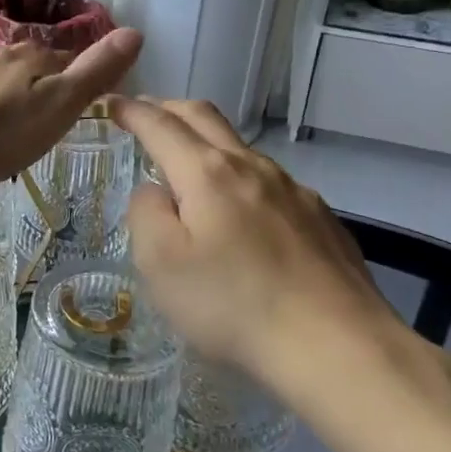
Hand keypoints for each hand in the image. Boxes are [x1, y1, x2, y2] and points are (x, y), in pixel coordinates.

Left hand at [0, 29, 143, 196]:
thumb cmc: (1, 130)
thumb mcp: (59, 104)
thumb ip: (95, 72)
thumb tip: (135, 32)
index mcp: (33, 56)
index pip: (70, 60)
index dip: (82, 82)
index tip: (86, 106)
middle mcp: (0, 55)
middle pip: (33, 69)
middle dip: (44, 90)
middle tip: (51, 124)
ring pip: (2, 82)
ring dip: (12, 101)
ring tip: (16, 132)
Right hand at [110, 96, 406, 416]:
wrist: (339, 347)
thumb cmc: (233, 305)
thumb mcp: (161, 264)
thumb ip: (146, 213)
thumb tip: (154, 191)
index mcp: (207, 173)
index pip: (161, 125)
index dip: (132, 111)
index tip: (112, 104)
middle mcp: (252, 167)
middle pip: (205, 117)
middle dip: (169, 108)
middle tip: (145, 114)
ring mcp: (293, 190)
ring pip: (240, 149)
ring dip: (206, 142)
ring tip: (188, 165)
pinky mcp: (321, 218)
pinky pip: (270, 182)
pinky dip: (240, 178)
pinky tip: (242, 213)